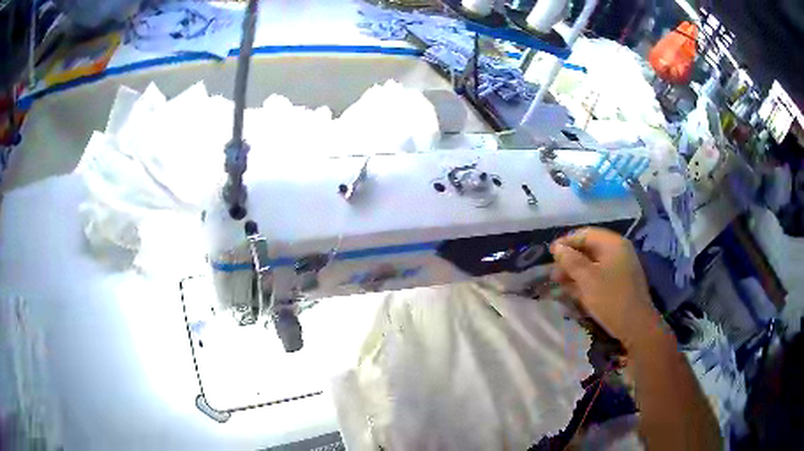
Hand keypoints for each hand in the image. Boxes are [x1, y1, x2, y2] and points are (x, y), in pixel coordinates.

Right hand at [550, 228, 660, 347]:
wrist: (636, 326)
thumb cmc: (611, 298)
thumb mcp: (587, 279)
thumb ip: (570, 261)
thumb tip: (557, 248)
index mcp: (613, 244)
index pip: (585, 234)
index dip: (566, 242)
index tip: (550, 254)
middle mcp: (618, 251)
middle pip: (590, 249)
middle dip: (570, 260)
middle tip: (553, 273)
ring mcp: (621, 267)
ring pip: (594, 264)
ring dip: (576, 272)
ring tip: (559, 284)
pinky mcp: (621, 283)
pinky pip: (600, 275)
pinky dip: (586, 281)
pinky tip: (574, 291)